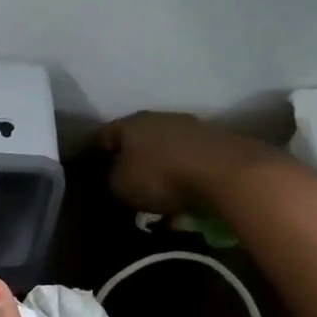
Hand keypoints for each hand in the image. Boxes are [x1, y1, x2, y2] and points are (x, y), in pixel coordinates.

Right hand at [97, 111, 267, 215]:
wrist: (226, 172)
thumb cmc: (162, 176)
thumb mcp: (121, 186)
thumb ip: (111, 180)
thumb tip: (115, 178)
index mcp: (131, 123)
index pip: (103, 135)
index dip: (94, 153)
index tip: (90, 169)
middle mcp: (159, 118)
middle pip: (137, 141)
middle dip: (130, 161)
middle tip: (124, 183)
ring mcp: (191, 128)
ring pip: (166, 150)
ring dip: (160, 169)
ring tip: (157, 196)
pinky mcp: (217, 143)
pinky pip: (189, 162)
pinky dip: (183, 177)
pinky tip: (183, 197)